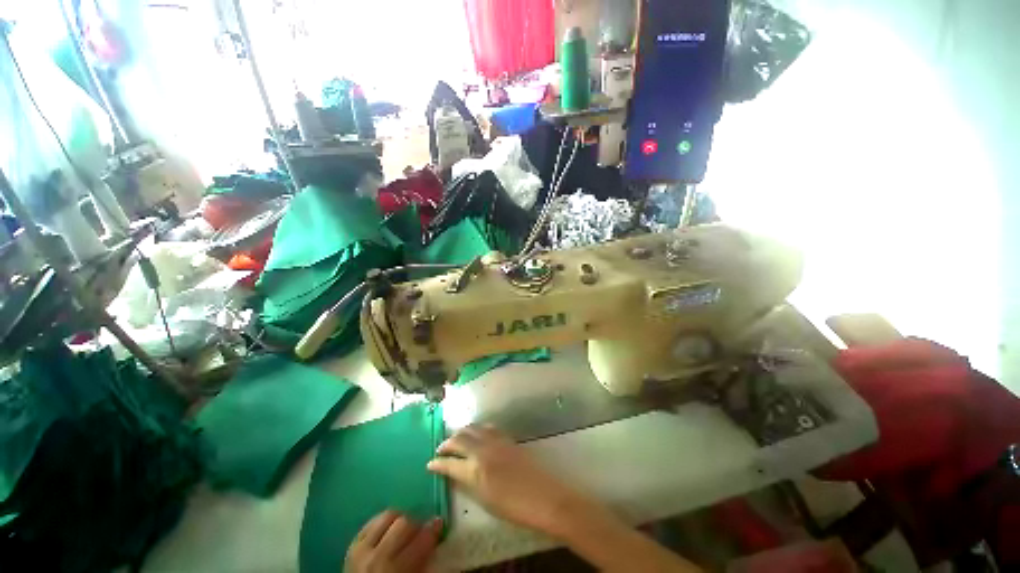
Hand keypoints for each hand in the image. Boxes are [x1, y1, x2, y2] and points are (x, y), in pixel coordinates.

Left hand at [345, 510, 441, 572]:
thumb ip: (425, 560)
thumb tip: (437, 533)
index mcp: (396, 570)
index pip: (421, 540)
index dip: (433, 530)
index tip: (440, 524)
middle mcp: (377, 557)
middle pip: (404, 523)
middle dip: (415, 524)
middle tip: (421, 529)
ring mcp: (362, 549)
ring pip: (387, 516)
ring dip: (399, 519)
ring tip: (404, 529)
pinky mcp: (352, 544)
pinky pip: (372, 521)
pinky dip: (383, 522)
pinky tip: (389, 529)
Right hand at [426, 425, 597, 536]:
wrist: (544, 497)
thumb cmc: (514, 507)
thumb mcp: (485, 500)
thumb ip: (468, 482)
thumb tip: (457, 472)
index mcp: (476, 469)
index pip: (450, 463)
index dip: (438, 463)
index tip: (429, 464)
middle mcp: (484, 449)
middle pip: (460, 438)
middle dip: (447, 443)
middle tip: (441, 449)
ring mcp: (497, 441)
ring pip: (473, 428)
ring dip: (462, 433)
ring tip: (456, 439)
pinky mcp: (507, 438)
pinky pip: (487, 428)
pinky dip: (477, 429)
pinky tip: (477, 434)